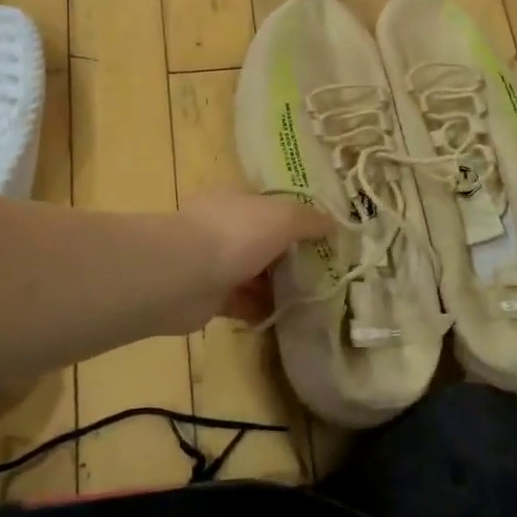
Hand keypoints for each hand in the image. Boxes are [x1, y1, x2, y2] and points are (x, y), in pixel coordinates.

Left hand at [181, 188, 333, 324]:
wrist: (183, 276)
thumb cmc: (235, 234)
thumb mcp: (283, 216)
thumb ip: (309, 219)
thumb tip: (334, 224)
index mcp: (234, 199)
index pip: (267, 204)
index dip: (293, 217)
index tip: (320, 235)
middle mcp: (221, 226)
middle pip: (260, 239)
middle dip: (286, 254)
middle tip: (321, 270)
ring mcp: (211, 262)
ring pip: (251, 272)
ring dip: (276, 284)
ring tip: (310, 297)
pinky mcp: (207, 296)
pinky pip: (241, 302)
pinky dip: (261, 309)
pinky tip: (287, 317)